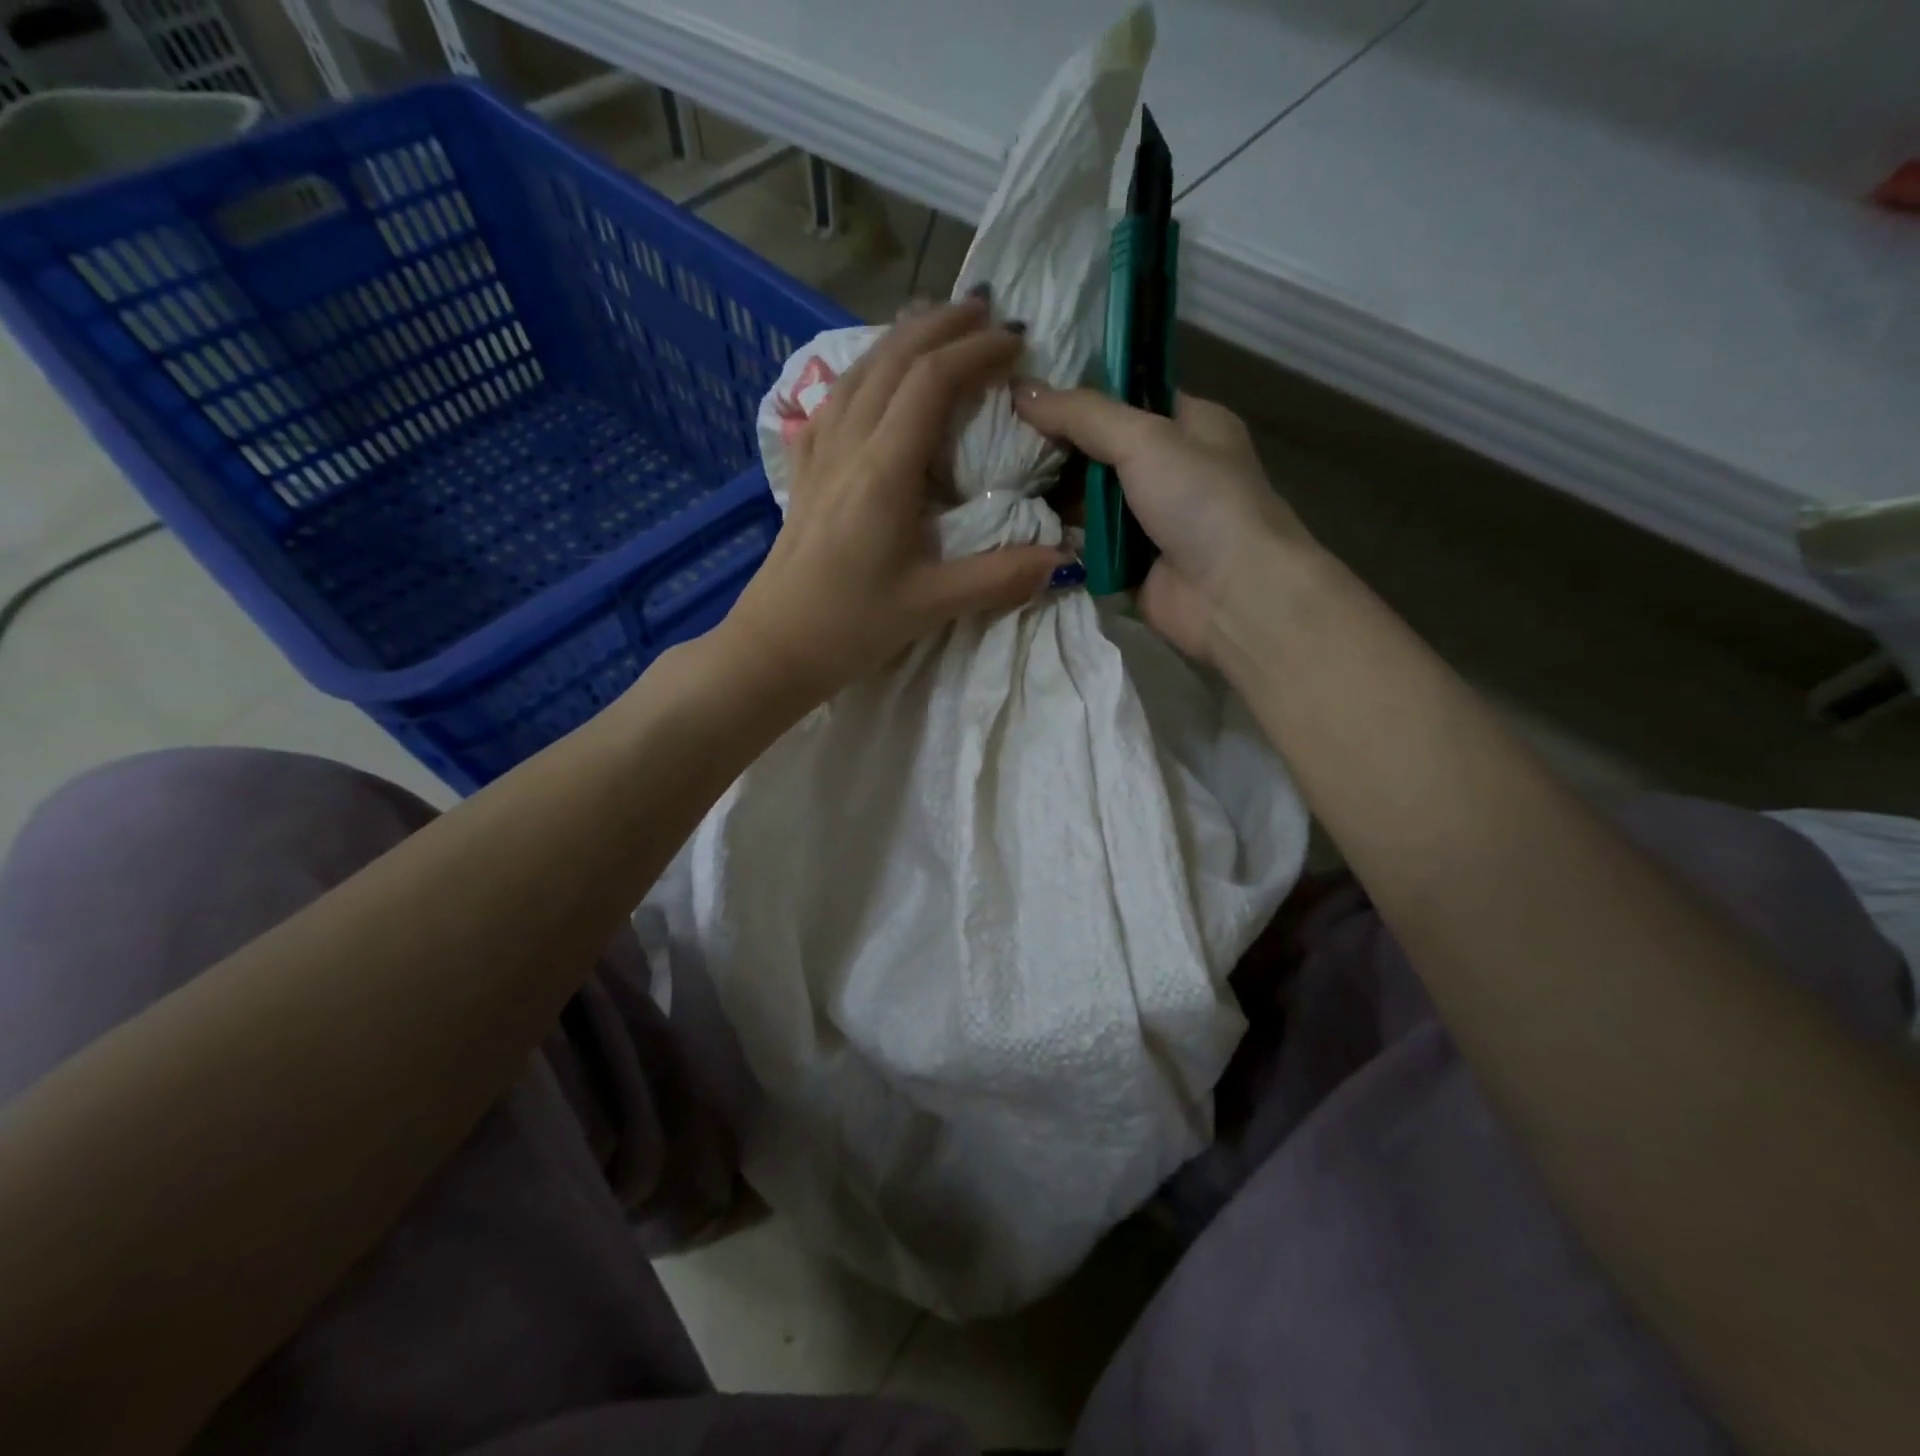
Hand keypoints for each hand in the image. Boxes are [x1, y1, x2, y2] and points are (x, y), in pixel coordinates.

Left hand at [721, 298, 1063, 704]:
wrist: (775, 644)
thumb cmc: (851, 625)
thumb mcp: (932, 605)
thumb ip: (999, 577)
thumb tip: (1061, 558)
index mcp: (883, 471)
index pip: (931, 382)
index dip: (976, 352)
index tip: (1017, 343)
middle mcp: (848, 446)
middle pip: (893, 358)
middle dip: (942, 325)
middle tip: (987, 311)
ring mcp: (819, 453)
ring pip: (860, 370)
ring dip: (902, 338)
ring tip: (938, 325)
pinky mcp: (803, 470)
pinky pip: (834, 399)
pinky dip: (865, 370)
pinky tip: (874, 376)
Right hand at [1015, 383, 1308, 659]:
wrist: (1233, 595)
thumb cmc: (1201, 501)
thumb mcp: (1144, 439)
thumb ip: (1082, 414)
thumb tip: (1020, 389)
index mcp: (1189, 425)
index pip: (1125, 397)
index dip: (1078, 394)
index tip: (1024, 393)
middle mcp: (1169, 469)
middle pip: (1099, 451)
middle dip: (1054, 448)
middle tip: (998, 440)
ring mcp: (1147, 520)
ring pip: (1087, 499)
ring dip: (1049, 494)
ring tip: (993, 479)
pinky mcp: (1128, 563)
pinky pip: (1084, 542)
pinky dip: (1057, 536)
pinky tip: (1014, 522)